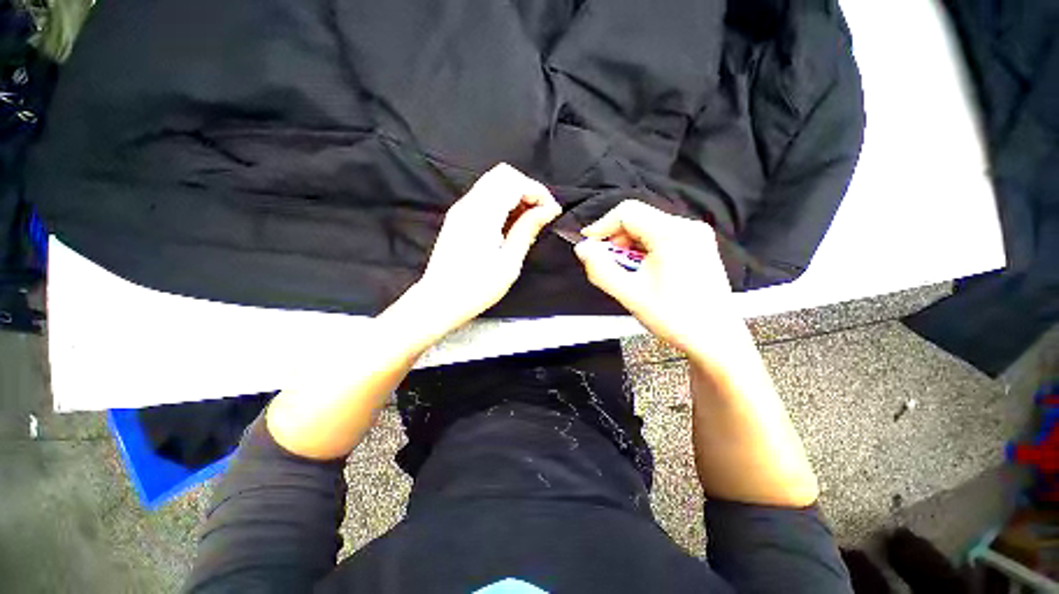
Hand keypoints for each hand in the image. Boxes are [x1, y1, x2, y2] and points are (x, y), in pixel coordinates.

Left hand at [400, 163, 561, 340]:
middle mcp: (468, 205)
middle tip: (541, 214)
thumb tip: (548, 210)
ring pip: (493, 183)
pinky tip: (511, 224)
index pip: (513, 181)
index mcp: (482, 215)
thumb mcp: (508, 263)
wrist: (439, 301)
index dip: (538, 191)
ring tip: (529, 221)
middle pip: (503, 174)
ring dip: (516, 195)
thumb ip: (527, 230)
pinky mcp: (458, 217)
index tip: (552, 212)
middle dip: (528, 189)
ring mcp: (460, 209)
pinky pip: (485, 197)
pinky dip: (503, 202)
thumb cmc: (476, 288)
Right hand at [574, 200, 739, 359]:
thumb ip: (600, 270)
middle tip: (607, 263)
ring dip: (630, 244)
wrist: (716, 339)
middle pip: (640, 218)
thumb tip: (582, 248)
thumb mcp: (630, 295)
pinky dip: (645, 248)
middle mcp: (688, 226)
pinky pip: (663, 236)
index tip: (588, 246)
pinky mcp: (700, 244)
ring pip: (650, 226)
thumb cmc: (673, 318)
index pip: (627, 212)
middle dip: (616, 238)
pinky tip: (644, 269)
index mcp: (672, 234)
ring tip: (626, 270)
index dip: (602, 226)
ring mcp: (697, 234)